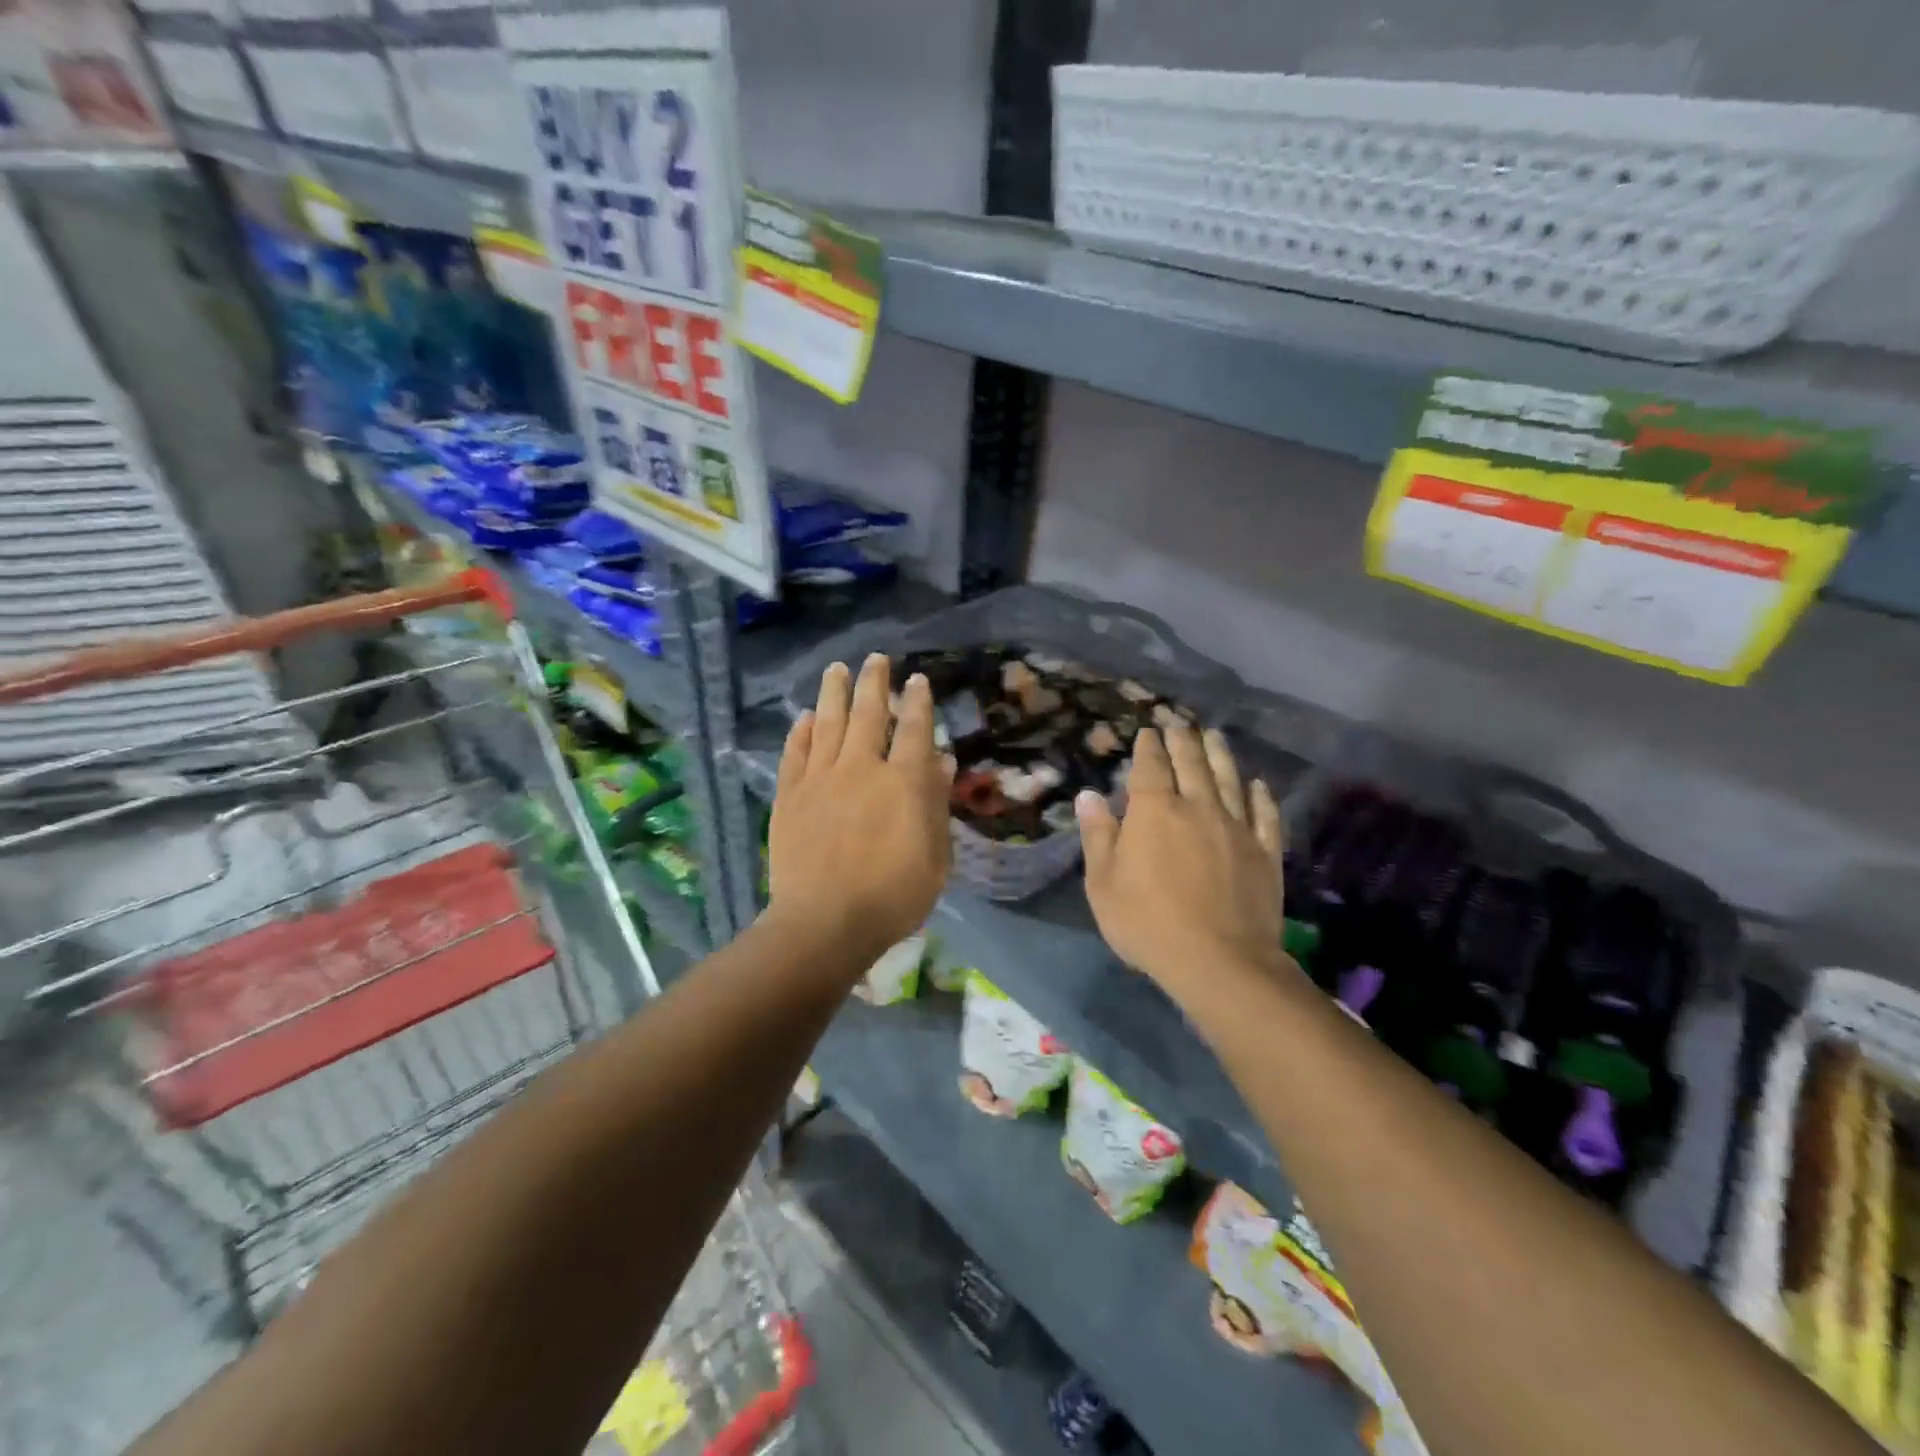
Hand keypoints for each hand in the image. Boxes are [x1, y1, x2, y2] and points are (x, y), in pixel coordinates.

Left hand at [767, 654, 952, 965]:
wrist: (826, 922)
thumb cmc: (893, 895)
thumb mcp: (935, 856)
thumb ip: (935, 803)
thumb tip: (941, 760)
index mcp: (902, 781)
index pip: (913, 729)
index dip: (918, 702)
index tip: (918, 680)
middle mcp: (861, 768)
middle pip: (867, 714)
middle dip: (874, 683)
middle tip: (876, 659)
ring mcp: (820, 779)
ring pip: (827, 723)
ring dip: (834, 693)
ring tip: (837, 668)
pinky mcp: (790, 796)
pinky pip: (795, 754)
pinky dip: (800, 732)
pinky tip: (804, 716)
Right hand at [1077, 724, 1289, 995]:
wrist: (1219, 961)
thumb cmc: (1148, 923)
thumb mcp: (1104, 884)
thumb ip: (1098, 836)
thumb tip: (1088, 796)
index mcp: (1154, 812)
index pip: (1150, 767)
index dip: (1149, 747)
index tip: (1149, 732)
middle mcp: (1198, 808)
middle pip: (1191, 764)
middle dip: (1183, 741)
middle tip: (1179, 723)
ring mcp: (1236, 828)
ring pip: (1229, 780)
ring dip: (1220, 755)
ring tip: (1215, 736)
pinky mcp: (1265, 852)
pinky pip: (1264, 815)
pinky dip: (1261, 797)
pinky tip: (1258, 785)